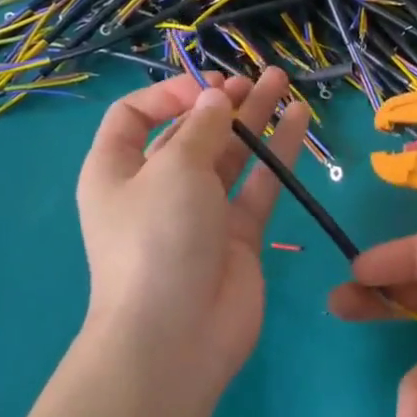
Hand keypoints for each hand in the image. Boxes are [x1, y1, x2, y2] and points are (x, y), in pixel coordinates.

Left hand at [76, 69, 308, 391]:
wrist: (176, 336)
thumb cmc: (158, 238)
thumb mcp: (173, 168)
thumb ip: (201, 127)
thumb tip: (217, 98)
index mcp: (117, 170)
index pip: (135, 116)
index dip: (169, 93)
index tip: (207, 87)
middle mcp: (156, 188)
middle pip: (189, 132)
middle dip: (220, 102)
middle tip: (256, 79)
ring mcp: (199, 213)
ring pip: (229, 155)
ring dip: (253, 119)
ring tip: (282, 82)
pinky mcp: (237, 235)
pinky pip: (258, 185)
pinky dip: (277, 153)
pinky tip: (299, 119)